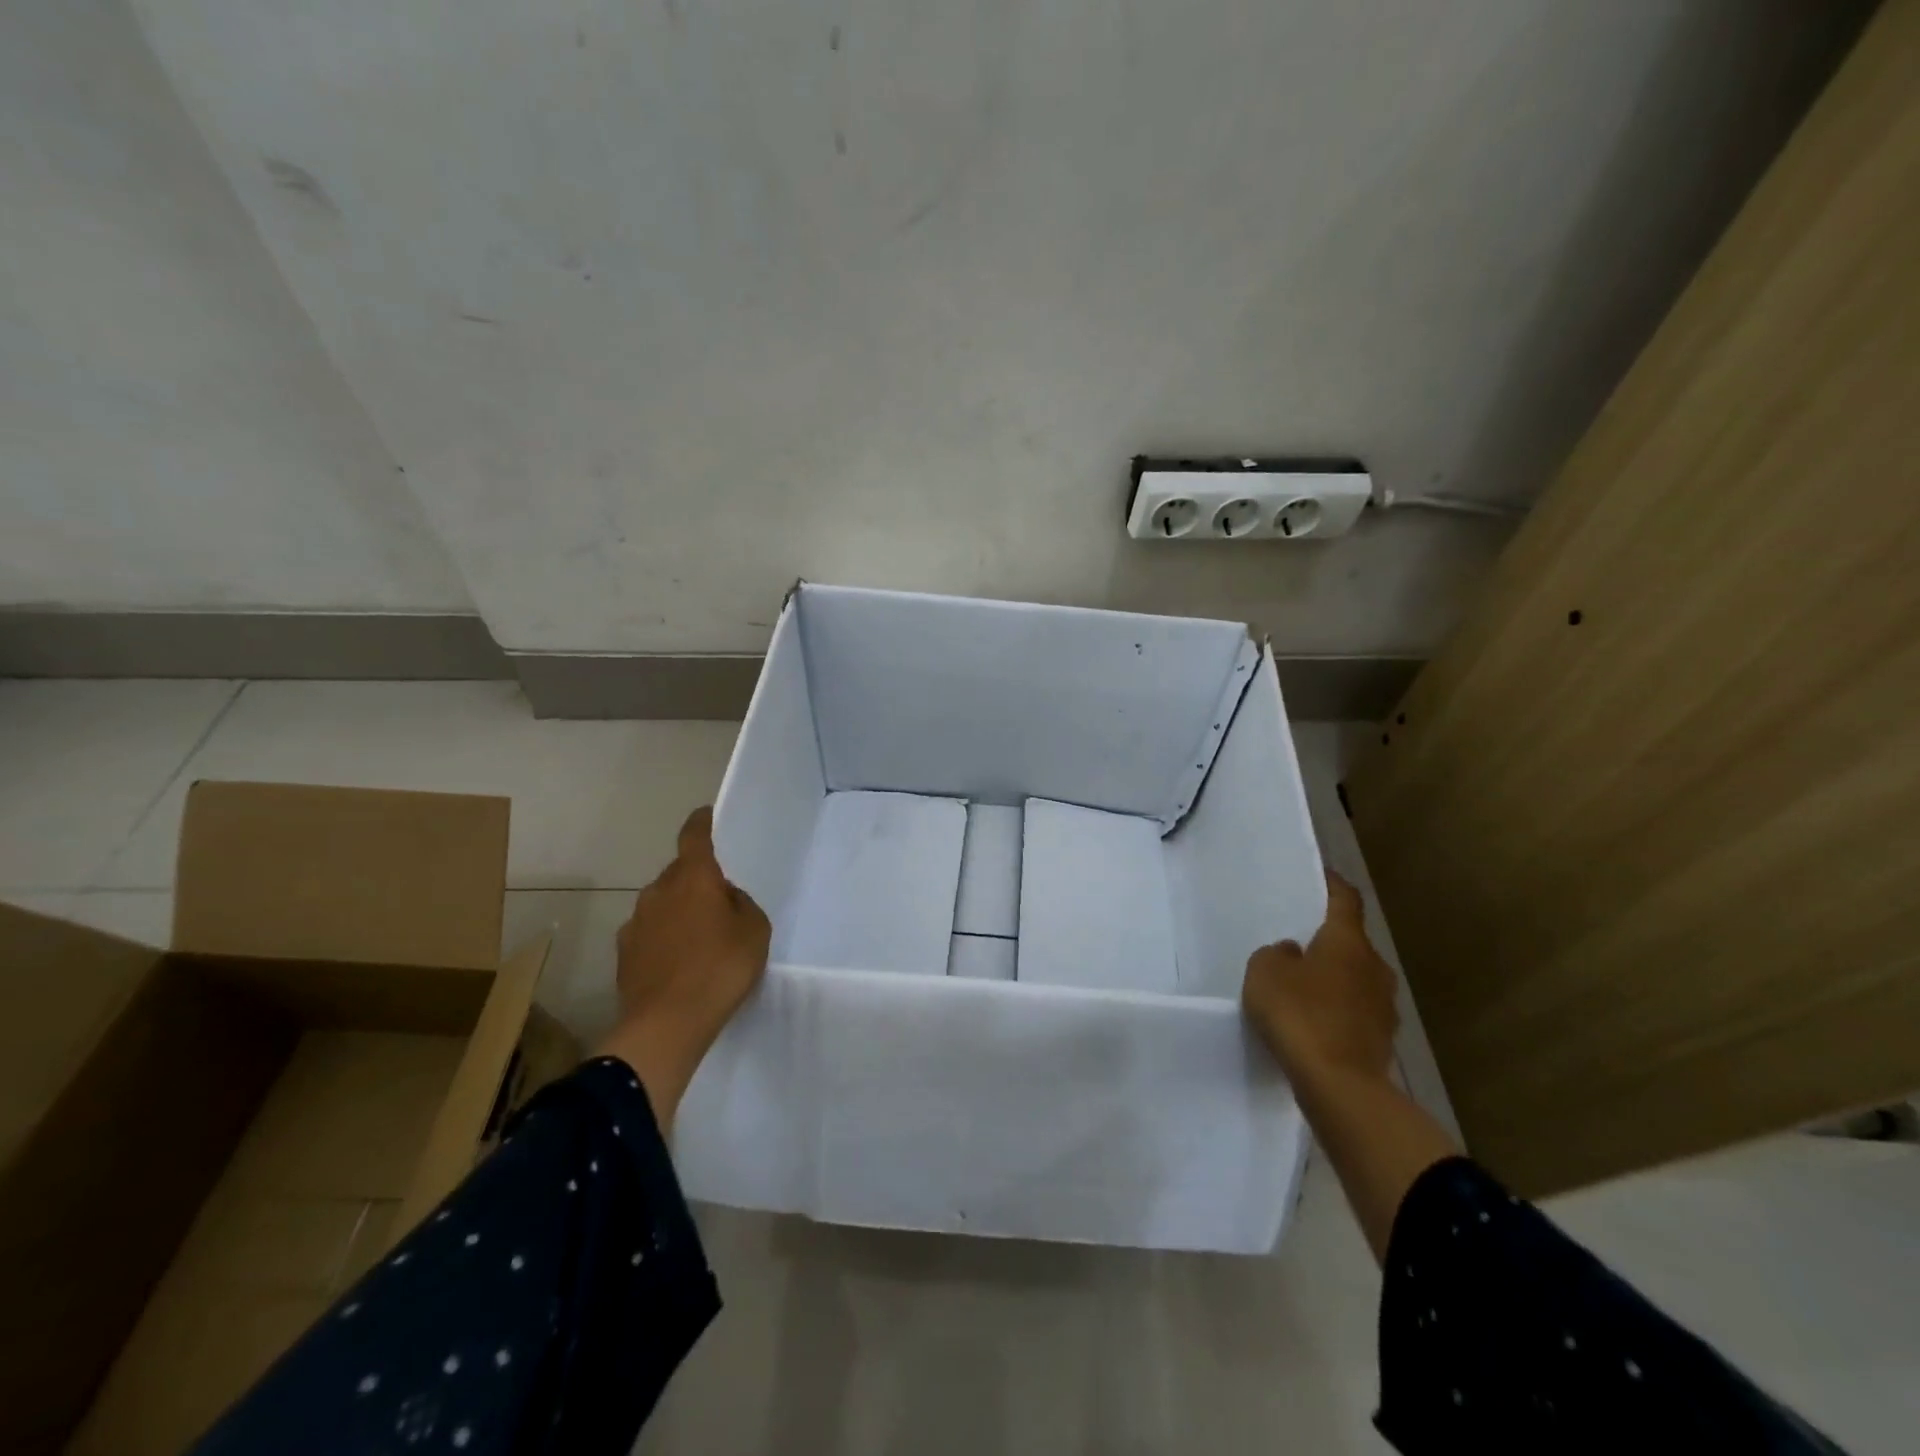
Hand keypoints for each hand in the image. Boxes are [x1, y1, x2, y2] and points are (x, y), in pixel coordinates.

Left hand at [597, 807, 770, 1127]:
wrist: (666, 1024)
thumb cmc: (720, 968)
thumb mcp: (755, 930)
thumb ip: (740, 903)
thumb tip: (724, 897)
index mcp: (693, 877)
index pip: (694, 835)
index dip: (701, 822)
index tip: (706, 815)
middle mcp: (658, 890)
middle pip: (679, 873)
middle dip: (696, 880)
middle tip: (719, 902)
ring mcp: (636, 921)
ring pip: (662, 903)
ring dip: (678, 911)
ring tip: (699, 939)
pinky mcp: (623, 952)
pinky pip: (649, 932)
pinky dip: (663, 938)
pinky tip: (678, 962)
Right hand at [1242, 871, 1397, 1082]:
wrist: (1340, 1084)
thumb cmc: (1299, 1013)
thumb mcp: (1265, 971)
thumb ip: (1277, 954)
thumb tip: (1295, 954)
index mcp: (1347, 941)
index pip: (1346, 900)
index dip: (1333, 885)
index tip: (1323, 875)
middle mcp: (1374, 967)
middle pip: (1352, 943)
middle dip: (1329, 941)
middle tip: (1300, 943)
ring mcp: (1384, 1006)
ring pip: (1356, 979)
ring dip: (1334, 979)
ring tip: (1304, 987)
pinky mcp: (1381, 1040)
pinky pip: (1355, 1012)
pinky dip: (1337, 1011)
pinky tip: (1314, 1022)